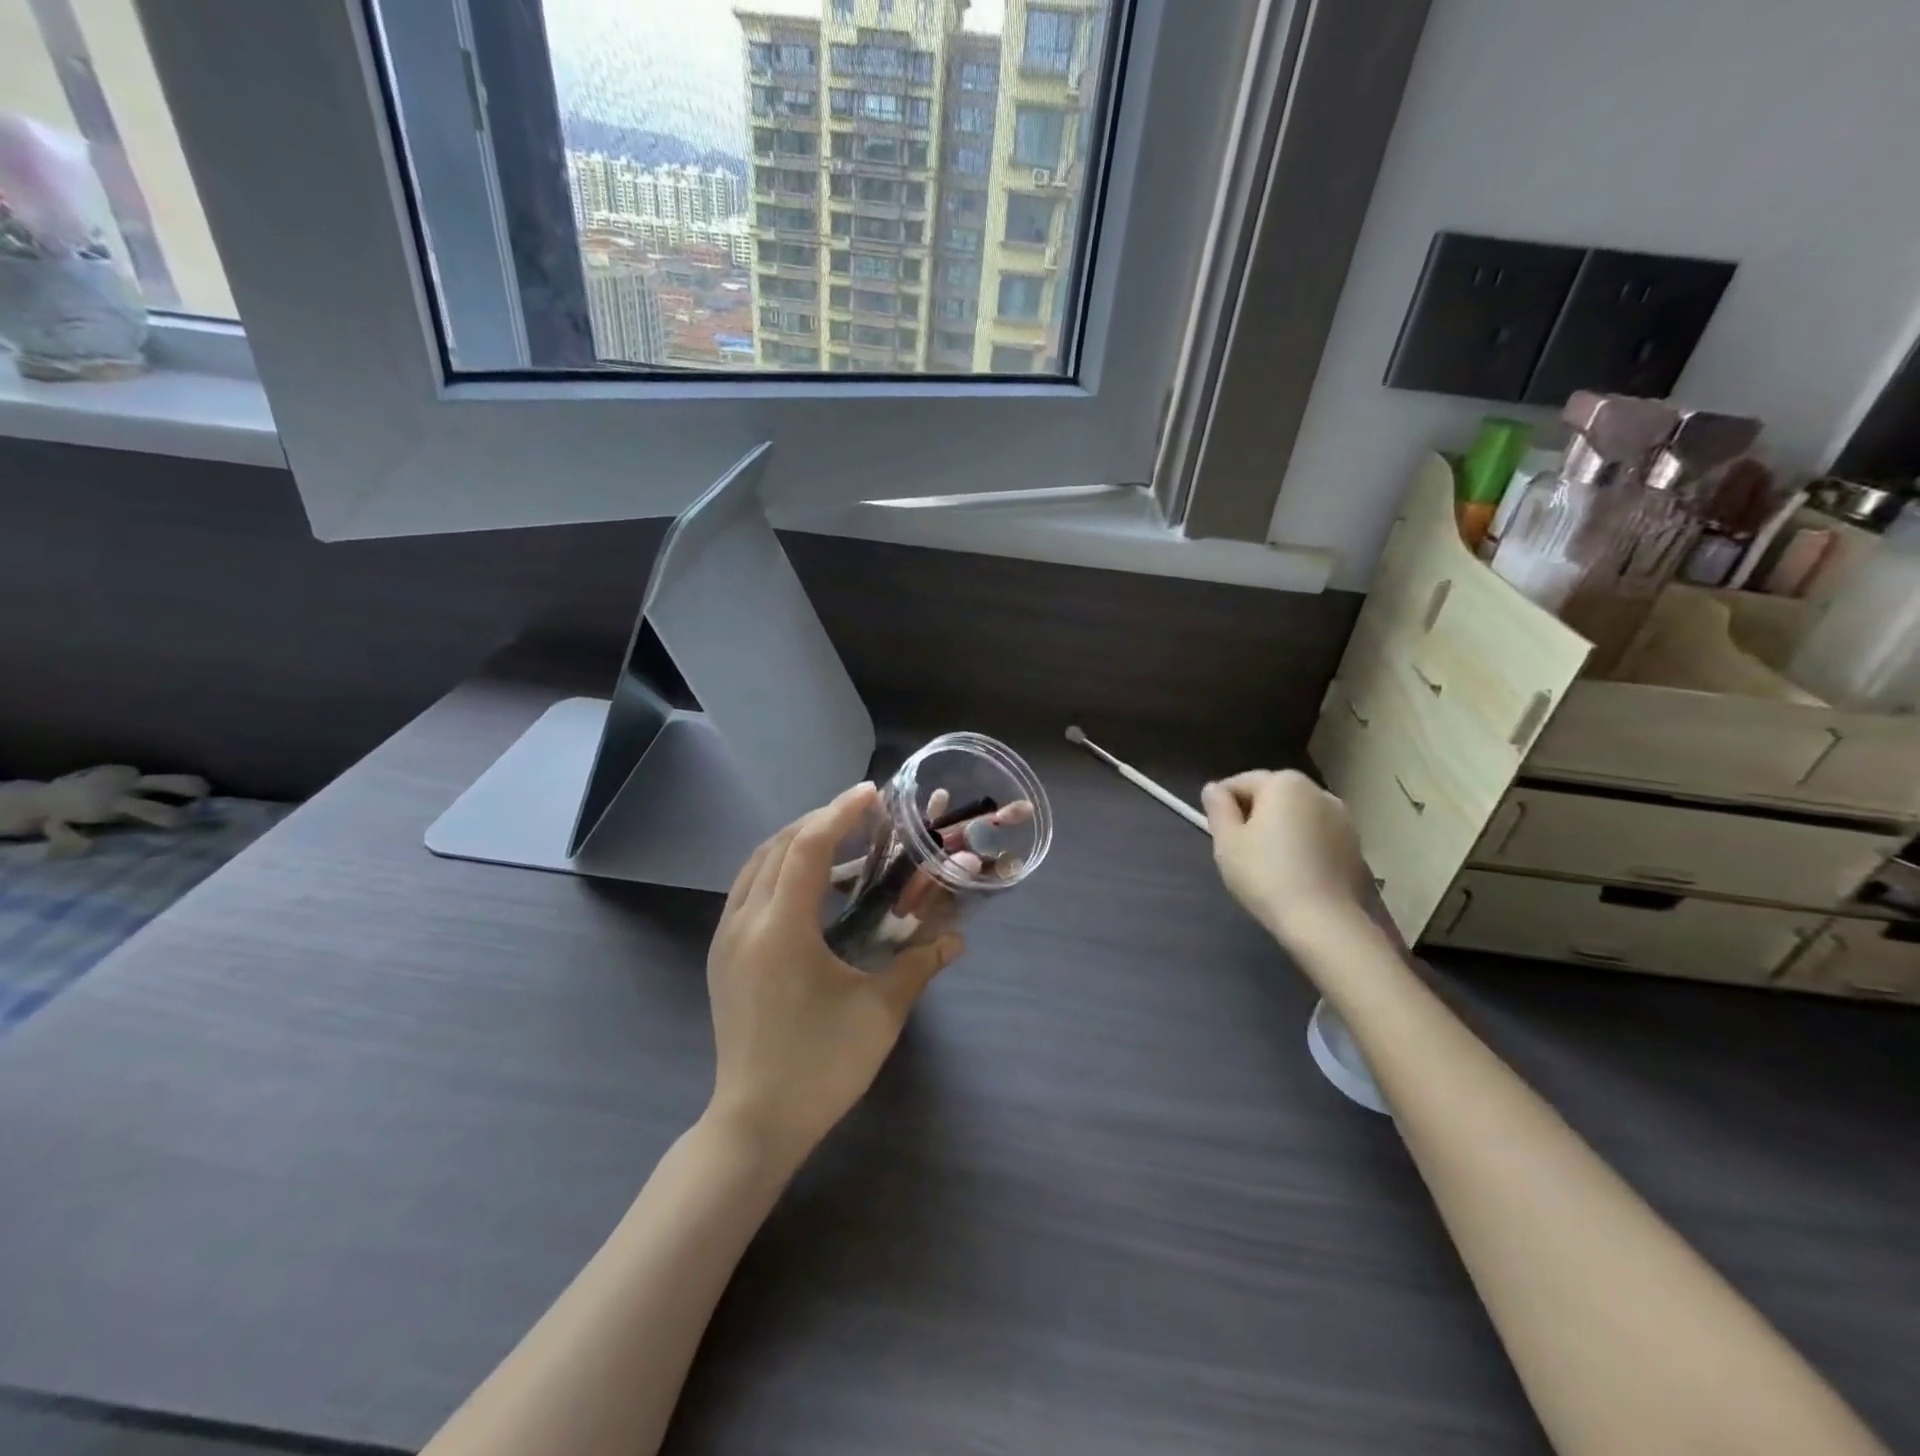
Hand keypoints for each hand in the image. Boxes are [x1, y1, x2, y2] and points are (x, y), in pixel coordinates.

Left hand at [706, 783, 962, 1168]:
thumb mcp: (879, 1013)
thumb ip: (918, 965)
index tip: (872, 794)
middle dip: (819, 821)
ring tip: (838, 843)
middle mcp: (744, 923)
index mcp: (780, 929)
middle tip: (862, 817)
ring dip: (795, 843)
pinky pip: (747, 890)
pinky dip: (778, 870)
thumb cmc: (820, 1067)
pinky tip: (810, 889)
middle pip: (777, 846)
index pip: (806, 847)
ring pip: (756, 865)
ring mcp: (726, 939)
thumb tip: (957, 939)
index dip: (840, 813)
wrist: (754, 1125)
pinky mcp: (722, 957)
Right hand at [1200, 770, 1372, 948]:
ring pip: (1297, 816)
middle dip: (1254, 815)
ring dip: (1281, 829)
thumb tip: (1213, 789)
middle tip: (1239, 850)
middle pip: (1272, 796)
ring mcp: (1343, 817)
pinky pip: (1317, 835)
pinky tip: (1295, 873)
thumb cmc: (1265, 875)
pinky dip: (1303, 845)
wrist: (1323, 921)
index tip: (1218, 834)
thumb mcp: (1227, 841)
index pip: (1240, 783)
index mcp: (1284, 783)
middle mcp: (1317, 791)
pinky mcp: (1355, 845)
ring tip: (1269, 864)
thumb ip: (1218, 808)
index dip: (1223, 806)